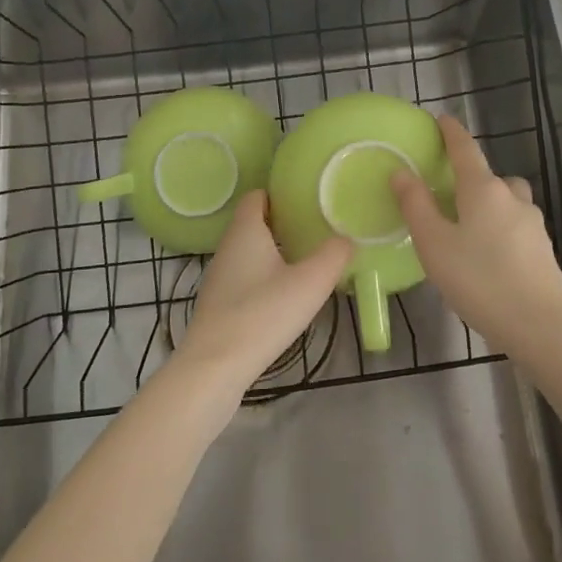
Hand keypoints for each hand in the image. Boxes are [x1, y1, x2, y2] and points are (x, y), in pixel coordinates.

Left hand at [177, 191, 351, 395]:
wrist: (215, 367)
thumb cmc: (263, 314)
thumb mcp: (310, 283)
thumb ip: (333, 255)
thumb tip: (346, 239)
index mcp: (245, 231)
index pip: (256, 196)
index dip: (279, 194)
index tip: (306, 201)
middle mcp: (227, 248)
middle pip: (254, 224)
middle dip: (282, 224)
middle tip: (315, 231)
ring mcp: (219, 278)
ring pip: (249, 253)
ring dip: (274, 254)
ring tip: (306, 263)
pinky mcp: (218, 305)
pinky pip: (245, 279)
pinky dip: (264, 279)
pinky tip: (284, 298)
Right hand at [392, 115, 561, 363]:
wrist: (540, 325)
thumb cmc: (479, 280)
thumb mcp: (434, 244)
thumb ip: (416, 206)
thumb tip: (401, 172)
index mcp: (483, 189)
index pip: (465, 149)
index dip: (451, 132)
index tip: (441, 119)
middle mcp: (512, 198)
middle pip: (488, 176)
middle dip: (469, 178)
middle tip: (445, 196)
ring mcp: (532, 223)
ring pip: (506, 201)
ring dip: (488, 205)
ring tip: (467, 230)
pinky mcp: (543, 249)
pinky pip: (515, 226)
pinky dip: (500, 229)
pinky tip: (487, 257)